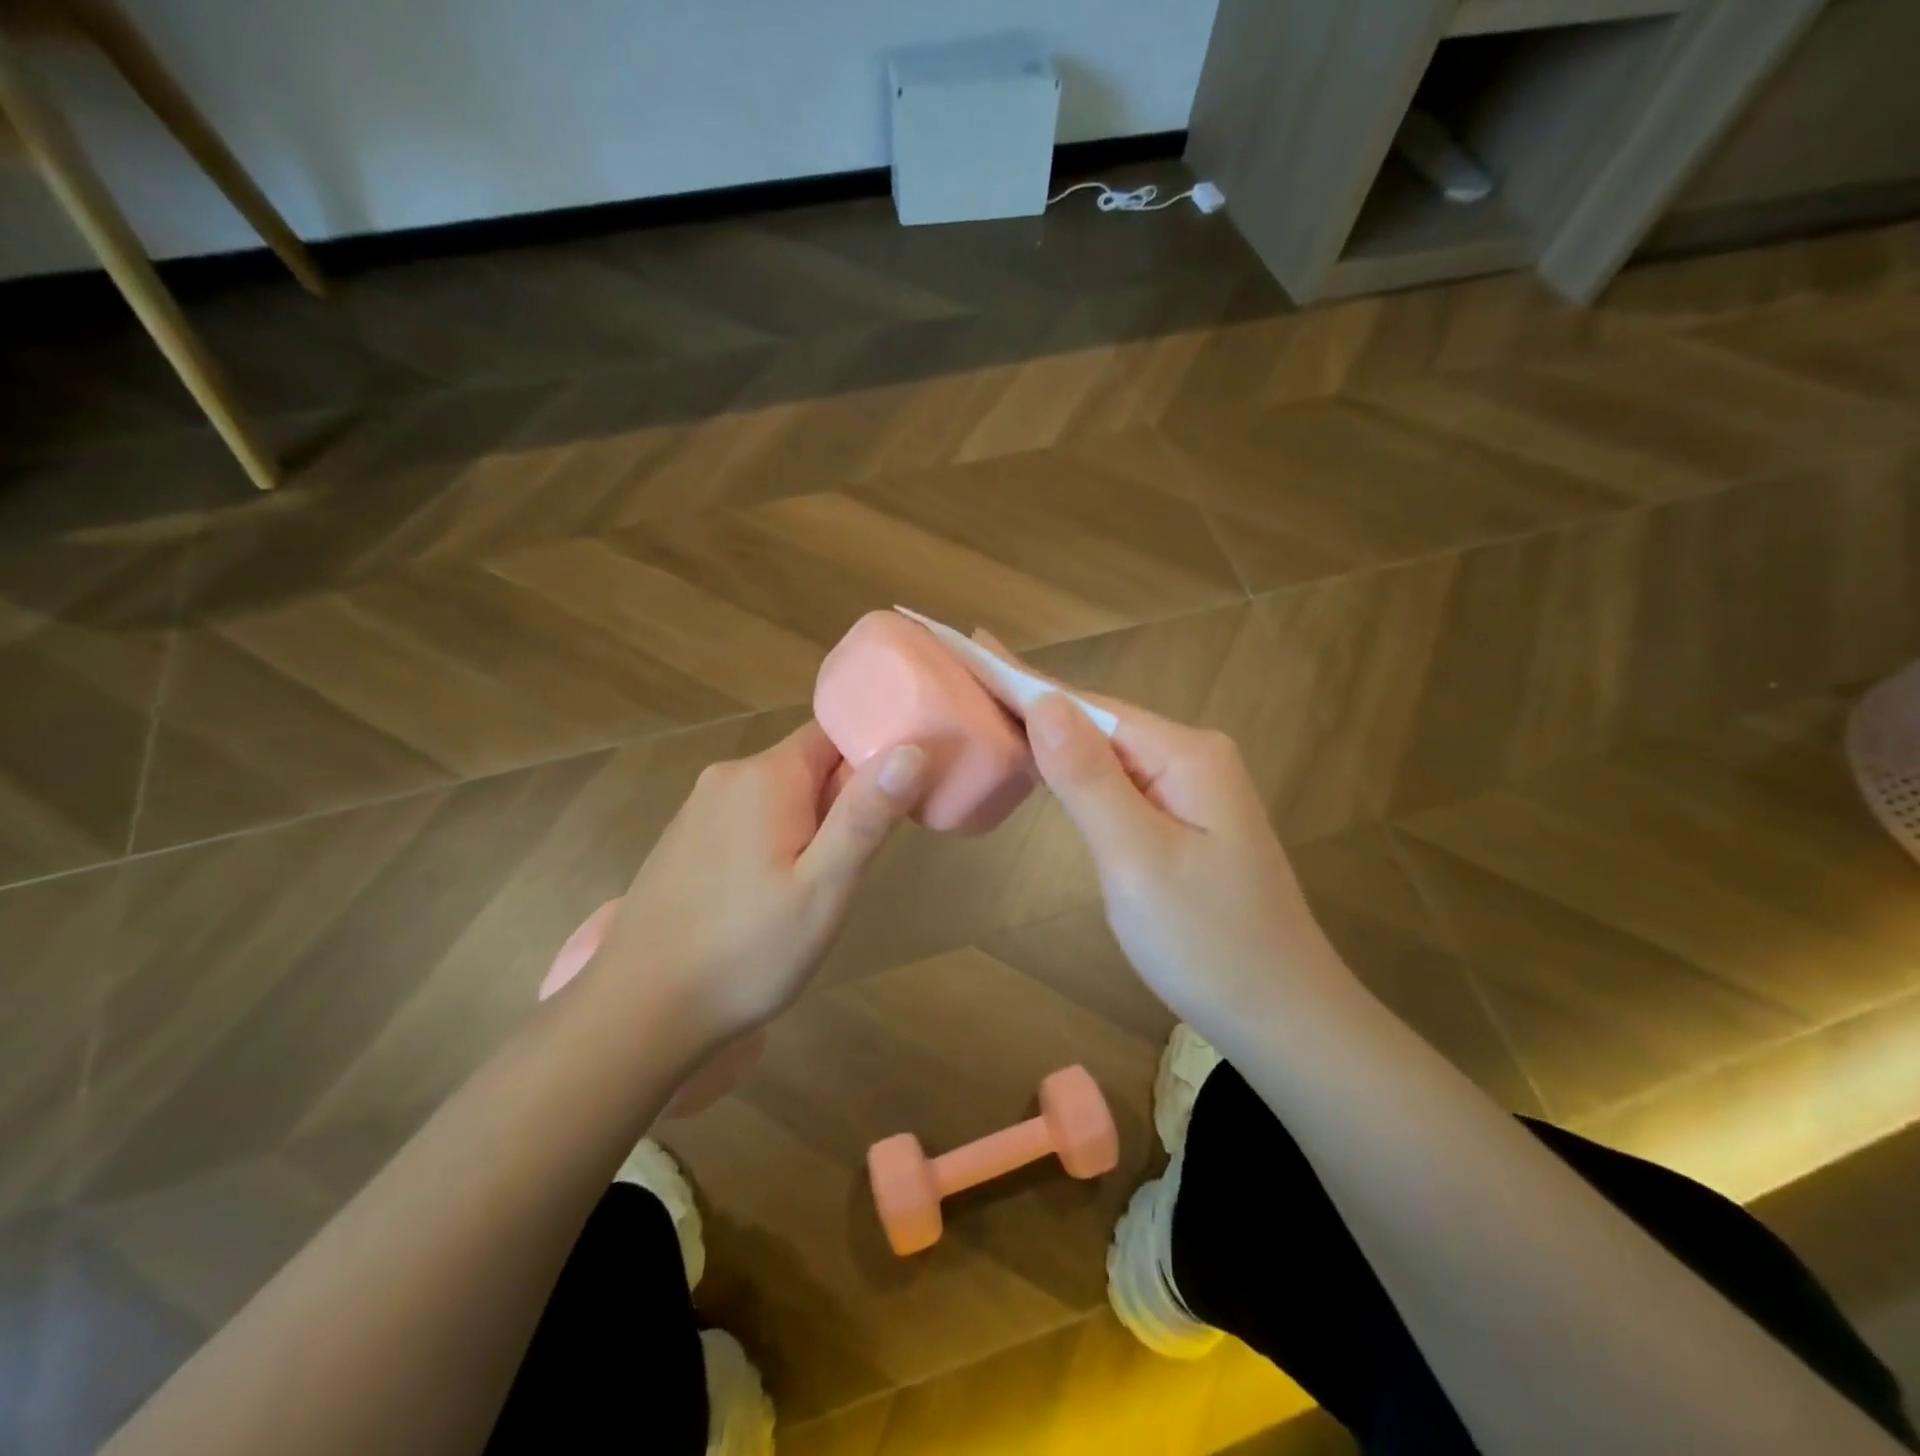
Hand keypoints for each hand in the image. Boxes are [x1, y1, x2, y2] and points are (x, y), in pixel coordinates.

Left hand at [585, 721, 925, 1047]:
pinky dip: (771, 842)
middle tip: (850, 868)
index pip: (834, 733)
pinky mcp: (682, 840)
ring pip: (777, 795)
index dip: (870, 760)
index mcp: (766, 776)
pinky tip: (766, 898)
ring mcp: (698, 809)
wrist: (639, 1012)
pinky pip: (745, 820)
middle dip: (839, 803)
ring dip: (806, 826)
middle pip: (806, 764)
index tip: (890, 808)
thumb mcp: (825, 888)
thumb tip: (912, 748)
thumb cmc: (747, 951)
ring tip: (812, 889)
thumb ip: (867, 815)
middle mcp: (727, 777)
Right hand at [976, 634, 1348, 1029]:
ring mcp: (1191, 789)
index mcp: (1186, 754)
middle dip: (1032, 699)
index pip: (1087, 706)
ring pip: (1105, 752)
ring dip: (1049, 734)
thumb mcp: (1137, 858)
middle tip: (966, 674)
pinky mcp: (1184, 821)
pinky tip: (1044, 761)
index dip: (1023, 679)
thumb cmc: (1206, 941)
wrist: (1282, 1015)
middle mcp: (1192, 757)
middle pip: (1096, 721)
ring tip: (990, 707)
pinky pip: (1118, 782)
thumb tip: (1042, 701)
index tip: (971, 645)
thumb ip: (1087, 778)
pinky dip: (1074, 771)